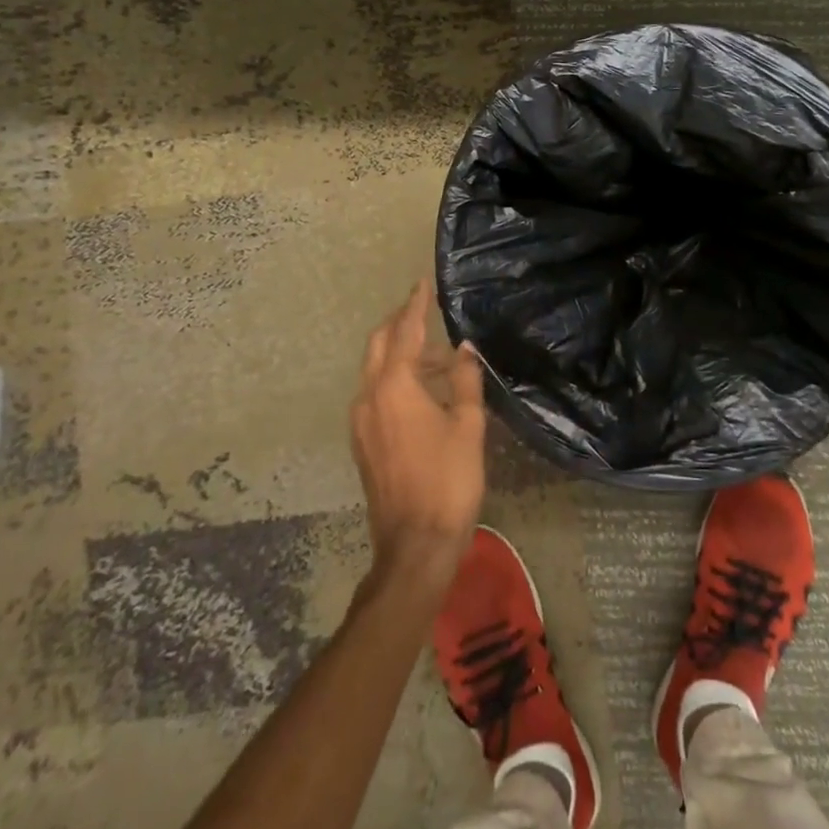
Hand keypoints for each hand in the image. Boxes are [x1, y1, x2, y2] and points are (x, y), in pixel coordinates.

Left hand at [350, 280, 486, 589]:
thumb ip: (464, 379)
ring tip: (439, 358)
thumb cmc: (449, 481)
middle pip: (380, 344)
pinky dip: (395, 378)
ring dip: (402, 353)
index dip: (416, 304)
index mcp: (395, 387)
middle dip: (401, 322)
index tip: (423, 283)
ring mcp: (360, 420)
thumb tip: (464, 347)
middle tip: (426, 310)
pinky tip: (422, 390)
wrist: (415, 546)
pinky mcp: (362, 441)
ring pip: (375, 369)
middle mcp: (369, 396)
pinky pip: (375, 392)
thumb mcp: (468, 426)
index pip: (406, 331)